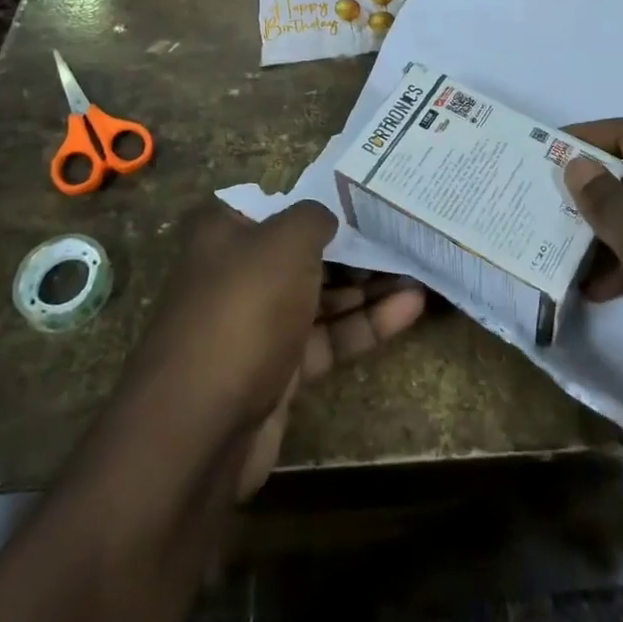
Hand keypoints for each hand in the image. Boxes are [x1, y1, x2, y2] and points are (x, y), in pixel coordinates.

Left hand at [113, 201, 424, 497]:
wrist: (201, 427)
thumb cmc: (244, 309)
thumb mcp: (285, 241)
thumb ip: (314, 217)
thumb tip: (329, 218)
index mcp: (228, 232)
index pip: (284, 205)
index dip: (327, 198)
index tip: (373, 193)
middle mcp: (240, 272)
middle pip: (307, 251)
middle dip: (357, 245)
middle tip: (407, 233)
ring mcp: (259, 324)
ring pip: (322, 296)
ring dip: (370, 285)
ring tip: (421, 269)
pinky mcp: (278, 370)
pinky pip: (328, 336)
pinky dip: (365, 323)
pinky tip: (411, 308)